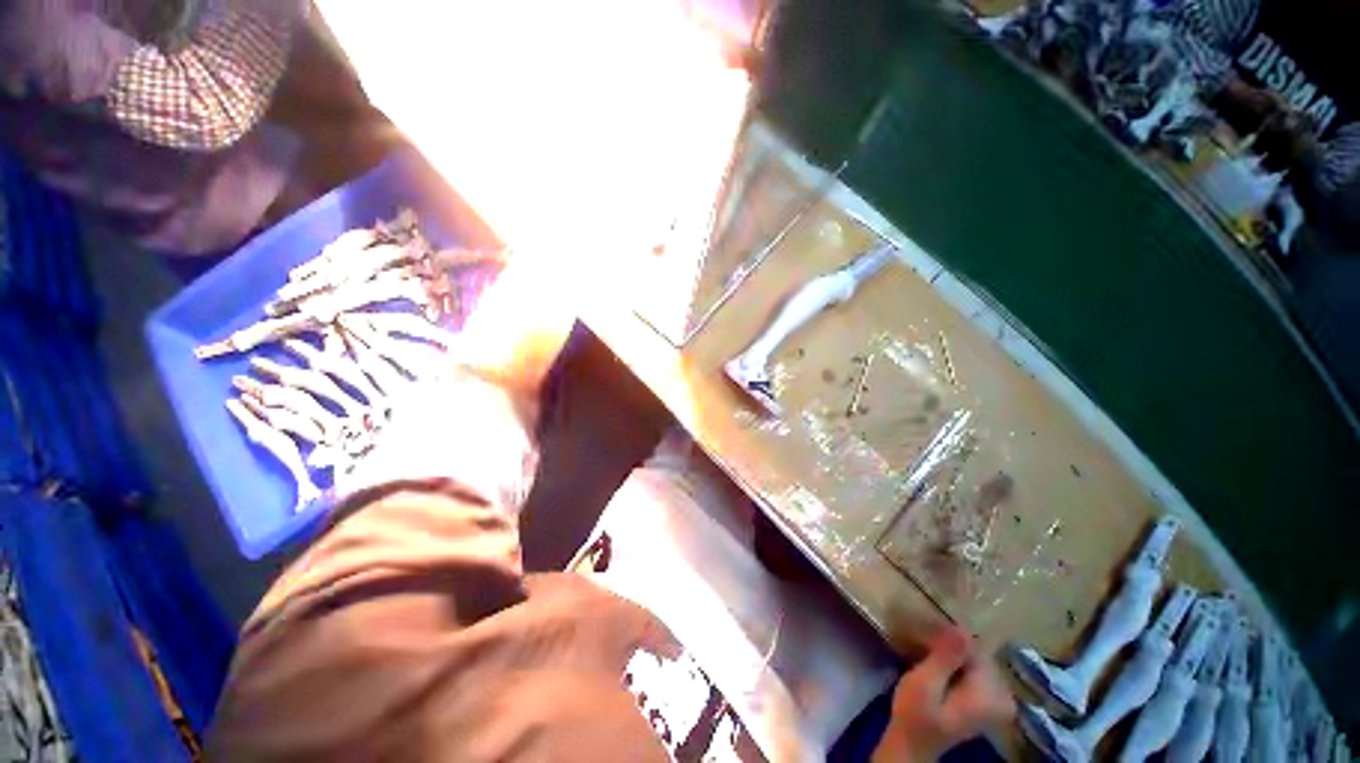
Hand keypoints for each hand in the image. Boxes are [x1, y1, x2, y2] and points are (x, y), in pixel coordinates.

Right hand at [872, 628, 1014, 762]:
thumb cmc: (915, 714)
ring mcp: (996, 700)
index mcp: (989, 695)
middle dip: (954, 644)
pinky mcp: (987, 701)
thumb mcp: (924, 684)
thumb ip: (945, 659)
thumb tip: (961, 629)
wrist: (913, 743)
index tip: (929, 634)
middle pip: (979, 654)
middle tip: (927, 641)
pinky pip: (976, 670)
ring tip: (931, 650)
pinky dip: (958, 662)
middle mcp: (1001, 697)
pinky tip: (940, 662)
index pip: (976, 649)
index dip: (951, 637)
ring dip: (954, 652)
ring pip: (977, 660)